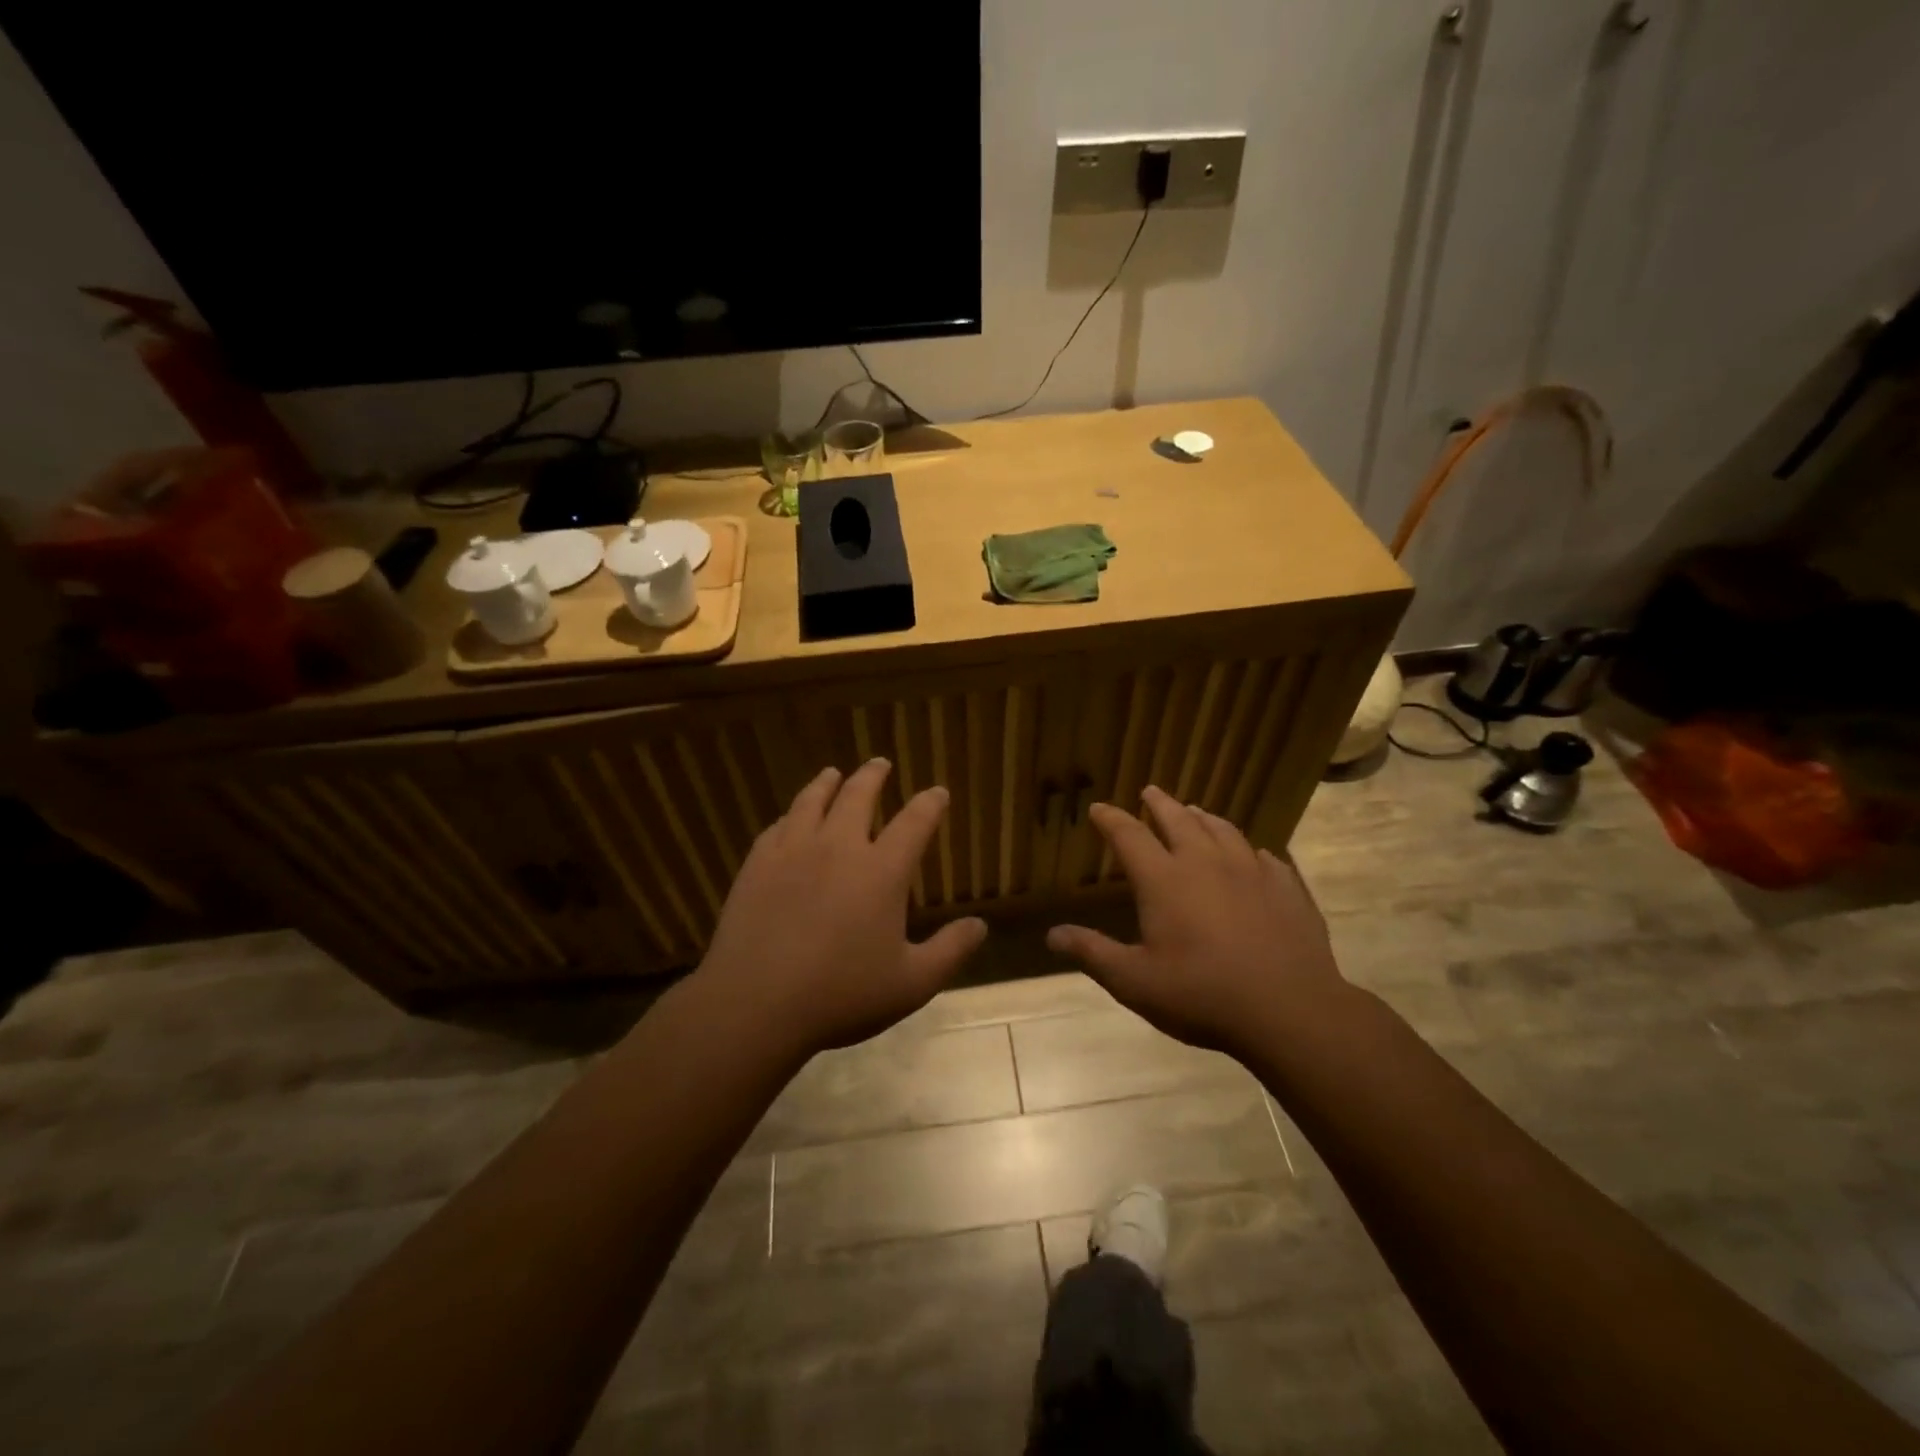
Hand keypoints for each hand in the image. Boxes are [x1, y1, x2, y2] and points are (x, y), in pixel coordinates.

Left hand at [697, 760, 987, 1052]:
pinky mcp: (757, 865)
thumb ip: (950, 951)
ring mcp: (793, 851)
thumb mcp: (911, 983)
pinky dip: (790, 815)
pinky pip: (777, 827)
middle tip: (880, 763)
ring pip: (813, 801)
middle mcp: (839, 847)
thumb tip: (980, 925)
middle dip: (874, 776)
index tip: (938, 792)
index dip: (930, 804)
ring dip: (827, 783)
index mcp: (882, 871)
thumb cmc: (841, 995)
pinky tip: (789, 818)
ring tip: (833, 773)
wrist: (756, 1003)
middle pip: (859, 796)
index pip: (914, 823)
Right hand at [1046, 786, 1348, 1055]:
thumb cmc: (1201, 995)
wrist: (1289, 1010)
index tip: (1099, 808)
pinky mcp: (1286, 887)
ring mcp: (1250, 871)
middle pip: (1178, 819)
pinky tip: (1253, 856)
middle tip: (1150, 792)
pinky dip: (1249, 849)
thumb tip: (1052, 934)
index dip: (1111, 819)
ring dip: (1203, 817)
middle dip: (1159, 803)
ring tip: (1195, 811)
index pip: (1129, 835)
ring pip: (1222, 830)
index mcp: (1163, 879)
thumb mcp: (1134, 981)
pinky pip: (1265, 856)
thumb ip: (1093, 953)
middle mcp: (1205, 862)